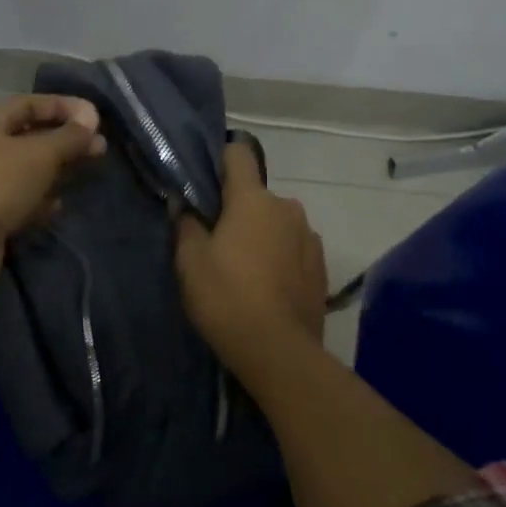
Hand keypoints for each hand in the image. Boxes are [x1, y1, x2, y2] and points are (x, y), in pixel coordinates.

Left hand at [0, 94, 105, 290]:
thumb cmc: (0, 183)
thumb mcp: (41, 154)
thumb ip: (69, 137)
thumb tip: (91, 122)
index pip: (29, 104)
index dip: (62, 106)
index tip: (94, 117)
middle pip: (30, 137)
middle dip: (64, 141)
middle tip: (98, 148)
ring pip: (27, 171)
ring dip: (55, 172)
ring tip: (85, 174)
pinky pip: (21, 200)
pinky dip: (40, 201)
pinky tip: (57, 206)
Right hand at [175, 142, 326, 375]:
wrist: (279, 352)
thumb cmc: (226, 297)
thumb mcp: (190, 261)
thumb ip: (186, 224)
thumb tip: (184, 205)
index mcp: (253, 199)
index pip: (238, 154)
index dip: (220, 161)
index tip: (204, 183)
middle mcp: (287, 207)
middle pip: (256, 194)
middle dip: (237, 209)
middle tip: (216, 241)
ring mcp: (309, 237)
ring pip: (276, 222)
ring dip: (261, 234)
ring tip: (244, 269)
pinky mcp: (321, 266)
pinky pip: (293, 247)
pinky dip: (279, 256)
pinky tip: (266, 286)